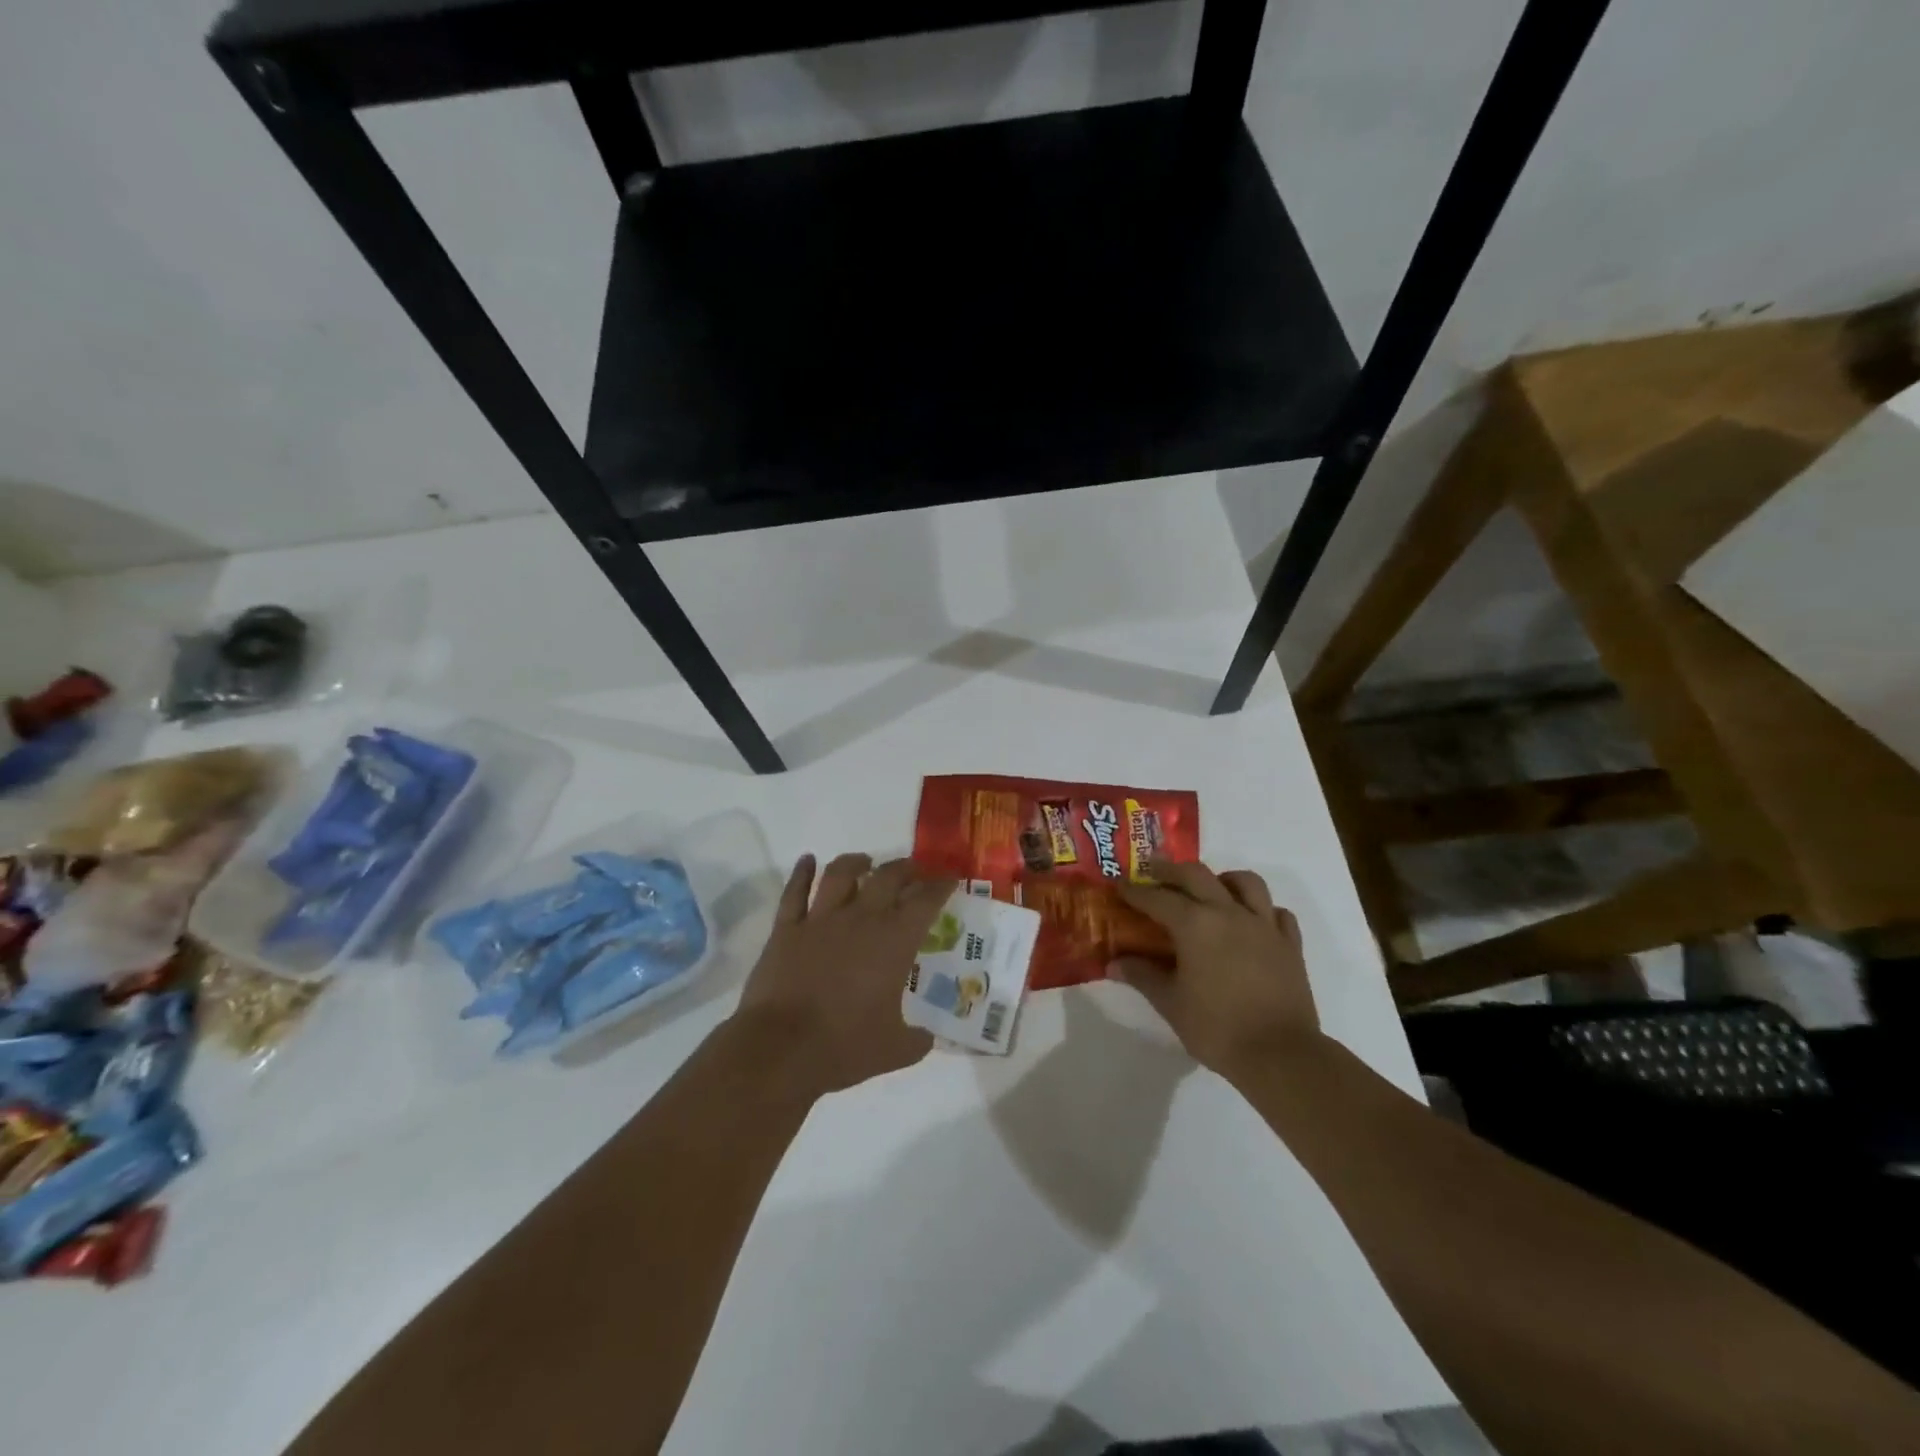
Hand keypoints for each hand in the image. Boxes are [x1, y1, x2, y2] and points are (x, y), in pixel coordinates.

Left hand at [733, 853, 955, 1098]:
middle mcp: (860, 919)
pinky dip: (801, 872)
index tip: (949, 879)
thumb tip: (927, 1038)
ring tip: (865, 861)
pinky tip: (807, 860)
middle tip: (913, 870)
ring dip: (856, 862)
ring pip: (840, 874)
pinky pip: (794, 892)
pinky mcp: (786, 928)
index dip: (940, 886)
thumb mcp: (894, 1050)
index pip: (925, 902)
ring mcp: (819, 920)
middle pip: (887, 877)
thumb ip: (916, 1040)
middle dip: (905, 868)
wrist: (780, 1048)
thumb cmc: (844, 1046)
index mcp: (893, 942)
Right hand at [1109, 860, 1319, 1077]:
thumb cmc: (1218, 1028)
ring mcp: (1264, 925)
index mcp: (1195, 924)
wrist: (1281, 1056)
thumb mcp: (1171, 1004)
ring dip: (1223, 879)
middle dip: (1171, 870)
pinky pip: (1277, 912)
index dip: (1134, 891)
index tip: (1119, 885)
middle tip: (1154, 873)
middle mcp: (1229, 913)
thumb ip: (1143, 976)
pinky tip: (1251, 922)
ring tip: (1211, 889)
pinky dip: (1262, 909)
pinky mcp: (1290, 944)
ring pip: (1246, 882)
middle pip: (1197, 875)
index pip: (1157, 898)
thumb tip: (1114, 963)